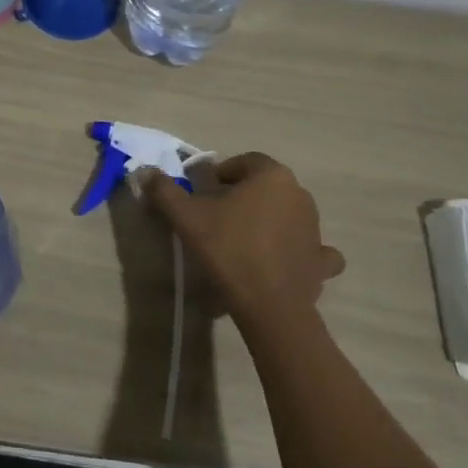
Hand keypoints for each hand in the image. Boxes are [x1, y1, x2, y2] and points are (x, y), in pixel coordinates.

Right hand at [139, 153, 343, 333]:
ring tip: (243, 242)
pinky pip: (313, 249)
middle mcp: (300, 195)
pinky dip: (300, 252)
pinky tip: (283, 261)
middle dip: (245, 196)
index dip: (222, 174)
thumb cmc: (228, 249)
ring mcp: (315, 229)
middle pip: (267, 186)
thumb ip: (165, 190)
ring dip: (270, 220)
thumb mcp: (186, 217)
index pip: (245, 162)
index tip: (204, 193)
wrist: (268, 305)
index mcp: (272, 176)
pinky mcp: (321, 261)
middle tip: (218, 217)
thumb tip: (146, 172)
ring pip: (289, 214)